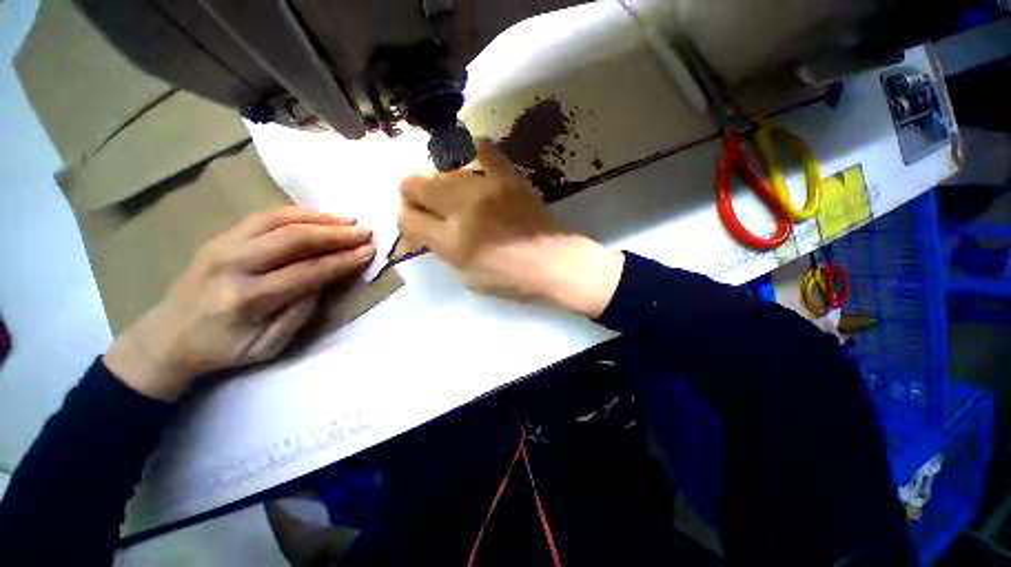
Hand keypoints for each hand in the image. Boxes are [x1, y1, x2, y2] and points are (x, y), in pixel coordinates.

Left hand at [104, 207, 375, 400]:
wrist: (167, 337)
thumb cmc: (223, 348)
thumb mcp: (269, 345)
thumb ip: (300, 312)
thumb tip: (325, 280)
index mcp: (247, 298)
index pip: (307, 271)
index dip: (342, 260)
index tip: (369, 251)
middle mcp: (233, 264)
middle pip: (294, 239)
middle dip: (336, 234)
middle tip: (365, 231)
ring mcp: (222, 246)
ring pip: (278, 220)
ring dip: (318, 218)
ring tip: (348, 219)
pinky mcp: (219, 237)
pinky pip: (262, 216)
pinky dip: (295, 212)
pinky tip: (317, 215)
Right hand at [398, 140, 623, 316]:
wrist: (555, 263)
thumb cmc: (512, 279)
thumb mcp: (468, 278)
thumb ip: (444, 251)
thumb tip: (430, 230)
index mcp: (451, 242)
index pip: (407, 218)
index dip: (405, 218)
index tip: (414, 219)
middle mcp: (462, 209)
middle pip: (414, 184)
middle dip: (412, 193)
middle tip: (425, 202)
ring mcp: (485, 188)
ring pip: (441, 168)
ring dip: (439, 180)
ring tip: (451, 190)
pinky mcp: (508, 177)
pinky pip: (483, 150)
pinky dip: (472, 152)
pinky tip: (472, 163)